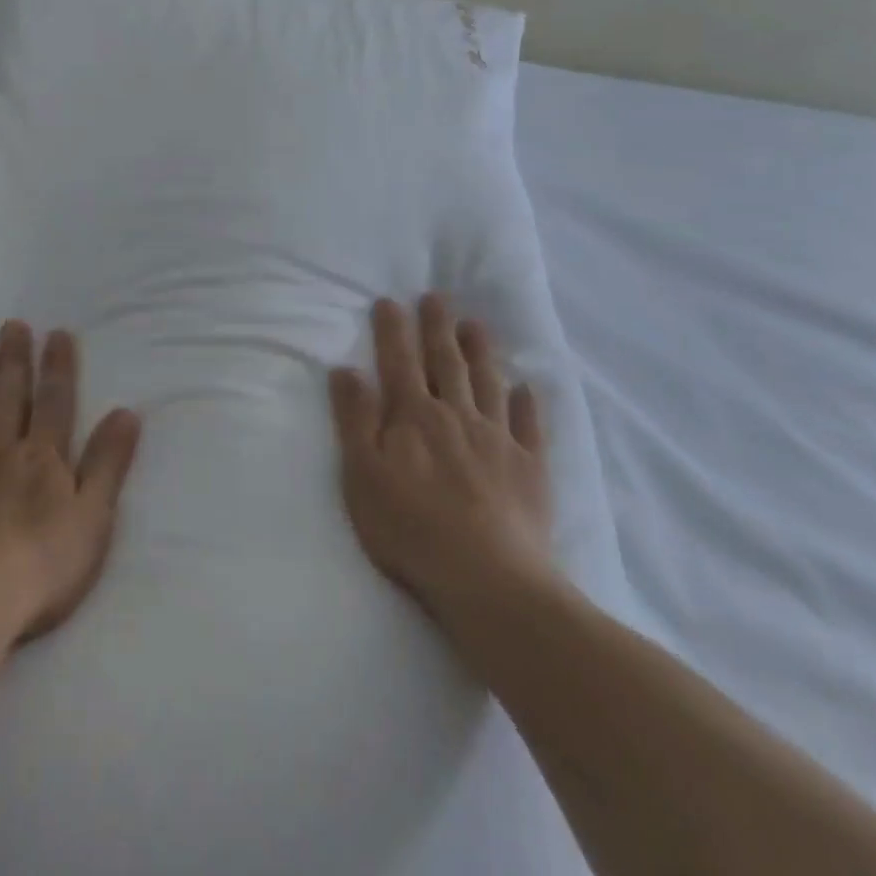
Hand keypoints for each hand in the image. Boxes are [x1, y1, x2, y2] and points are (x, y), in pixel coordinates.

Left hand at [0, 320, 140, 643]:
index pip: (55, 402)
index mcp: (43, 460)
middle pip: (9, 399)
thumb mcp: (93, 518)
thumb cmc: (38, 567)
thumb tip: (126, 412)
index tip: (57, 333)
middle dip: (14, 361)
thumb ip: (108, 463)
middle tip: (12, 325)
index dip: (58, 367)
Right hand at [328, 295, 556, 635]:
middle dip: (438, 327)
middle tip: (437, 296)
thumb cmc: (410, 529)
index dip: (393, 330)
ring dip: (481, 352)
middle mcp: (456, 415)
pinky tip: (526, 387)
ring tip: (476, 324)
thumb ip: (354, 420)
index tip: (390, 301)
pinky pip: (529, 426)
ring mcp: (497, 439)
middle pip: (445, 362)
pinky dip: (527, 404)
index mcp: (414, 417)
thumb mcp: (362, 475)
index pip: (399, 362)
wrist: (487, 578)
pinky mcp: (529, 468)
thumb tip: (346, 370)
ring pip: (487, 383)